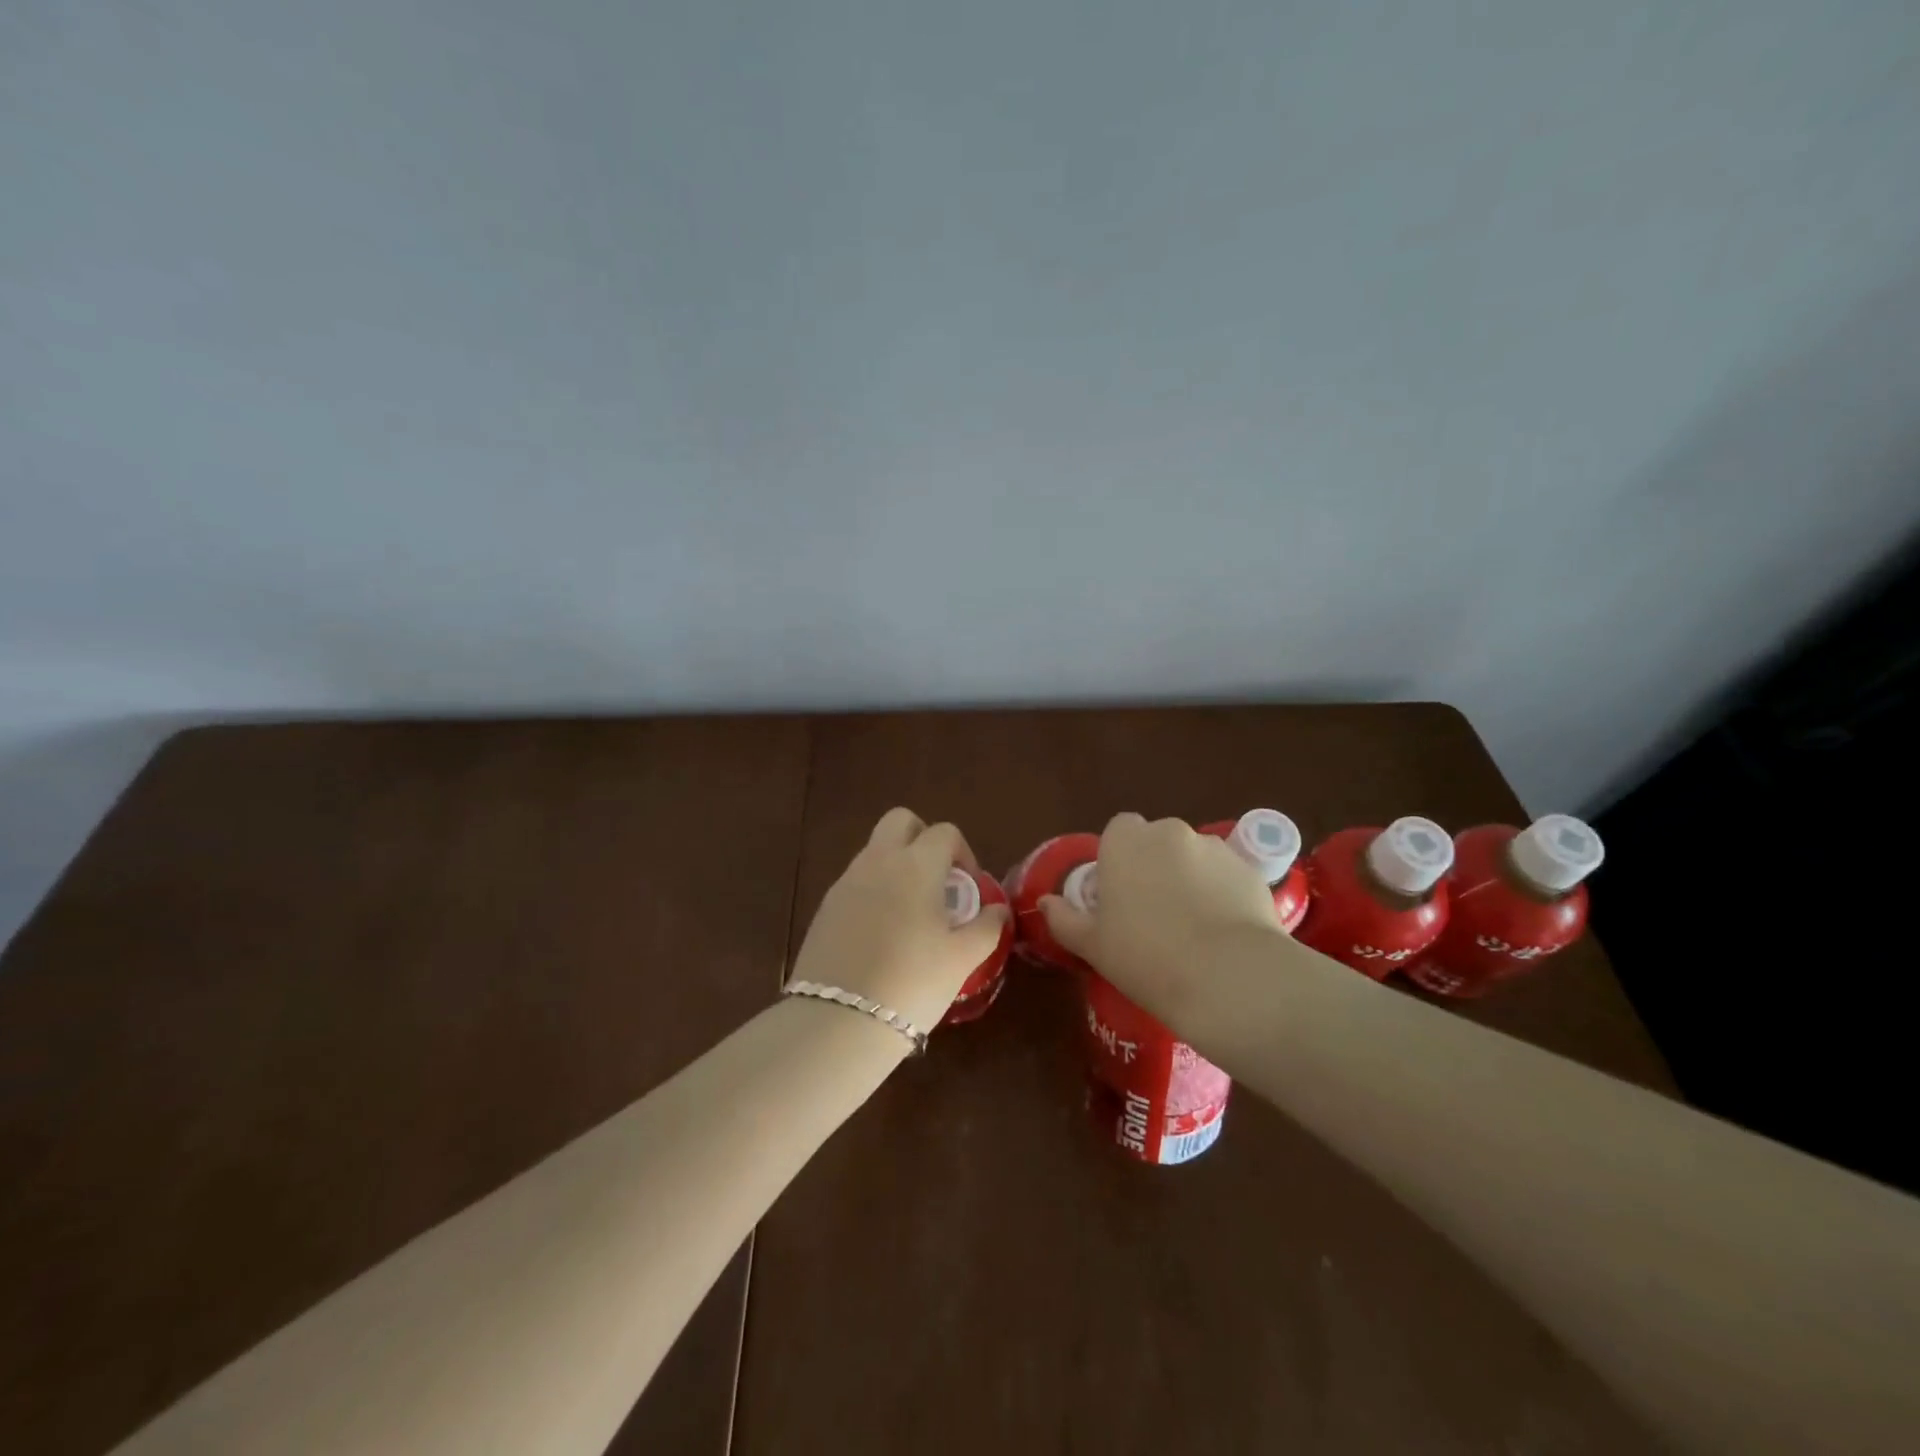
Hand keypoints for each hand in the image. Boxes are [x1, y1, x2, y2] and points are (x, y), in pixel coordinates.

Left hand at [789, 808, 1010, 1034]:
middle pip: (900, 821)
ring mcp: (846, 882)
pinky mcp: (825, 907)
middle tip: (938, 880)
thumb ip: (987, 927)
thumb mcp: (963, 958)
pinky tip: (882, 932)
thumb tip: (999, 910)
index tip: (968, 887)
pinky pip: (856, 880)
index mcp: (916, 865)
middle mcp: (878, 861)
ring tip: (911, 911)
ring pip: (875, 850)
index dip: (963, 852)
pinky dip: (874, 889)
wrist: (840, 1019)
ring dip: (896, 865)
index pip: (944, 832)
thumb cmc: (913, 981)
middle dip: (923, 838)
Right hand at [1040, 812, 1282, 1031]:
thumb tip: (1045, 903)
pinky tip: (1225, 931)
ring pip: (1195, 856)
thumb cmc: (1145, 957)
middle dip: (1156, 865)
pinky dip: (1223, 892)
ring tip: (1195, 926)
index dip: (1120, 859)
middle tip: (1154, 912)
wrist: (1227, 978)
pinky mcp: (1249, 869)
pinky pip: (1227, 875)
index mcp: (1125, 842)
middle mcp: (1169, 832)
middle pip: (1158, 841)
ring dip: (1191, 877)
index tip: (1121, 895)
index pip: (1119, 830)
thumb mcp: (1092, 945)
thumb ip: (1064, 919)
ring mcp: (1213, 847)